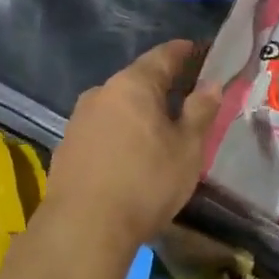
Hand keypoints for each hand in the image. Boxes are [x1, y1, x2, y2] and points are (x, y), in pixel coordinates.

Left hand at [43, 39, 218, 255]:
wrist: (83, 229)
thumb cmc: (145, 183)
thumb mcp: (187, 149)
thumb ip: (200, 112)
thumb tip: (212, 84)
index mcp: (133, 84)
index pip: (163, 55)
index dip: (183, 51)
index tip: (197, 49)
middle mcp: (102, 91)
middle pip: (137, 79)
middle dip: (160, 85)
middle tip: (183, 96)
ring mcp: (79, 118)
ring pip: (117, 105)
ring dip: (137, 111)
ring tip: (156, 129)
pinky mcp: (66, 145)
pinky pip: (101, 128)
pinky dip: (118, 132)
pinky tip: (128, 154)